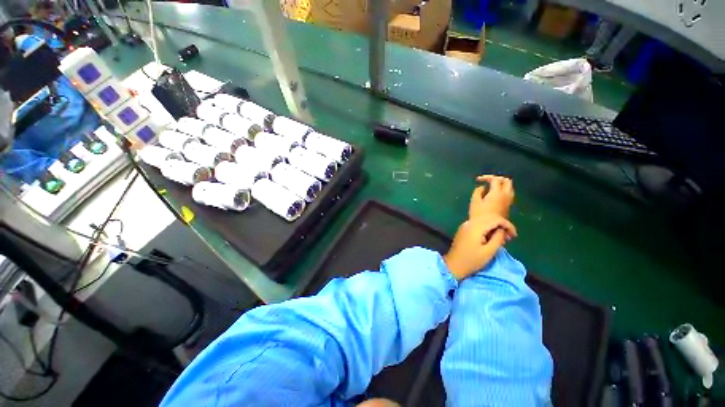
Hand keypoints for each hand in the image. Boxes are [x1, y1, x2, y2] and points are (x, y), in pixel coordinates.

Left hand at [444, 214, 516, 280]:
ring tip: (502, 239)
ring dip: (494, 228)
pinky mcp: (463, 230)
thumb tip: (502, 229)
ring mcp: (465, 226)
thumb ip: (498, 238)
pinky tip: (491, 238)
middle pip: (489, 218)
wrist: (453, 265)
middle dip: (502, 226)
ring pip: (484, 221)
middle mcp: (469, 223)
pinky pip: (478, 225)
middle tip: (509, 238)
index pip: (495, 219)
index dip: (507, 225)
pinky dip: (487, 229)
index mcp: (475, 227)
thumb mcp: (489, 251)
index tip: (514, 236)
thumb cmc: (472, 260)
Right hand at [469, 175, 514, 218]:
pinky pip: (508, 194)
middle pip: (507, 181)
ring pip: (509, 187)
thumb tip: (482, 188)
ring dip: (501, 185)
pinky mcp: (508, 207)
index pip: (495, 179)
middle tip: (488, 181)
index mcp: (497, 193)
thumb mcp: (474, 201)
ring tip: (491, 188)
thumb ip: (478, 191)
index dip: (486, 177)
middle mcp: (506, 195)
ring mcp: (509, 201)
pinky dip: (502, 191)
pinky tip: (493, 195)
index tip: (478, 180)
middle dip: (497, 179)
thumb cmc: (479, 215)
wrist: (489, 228)